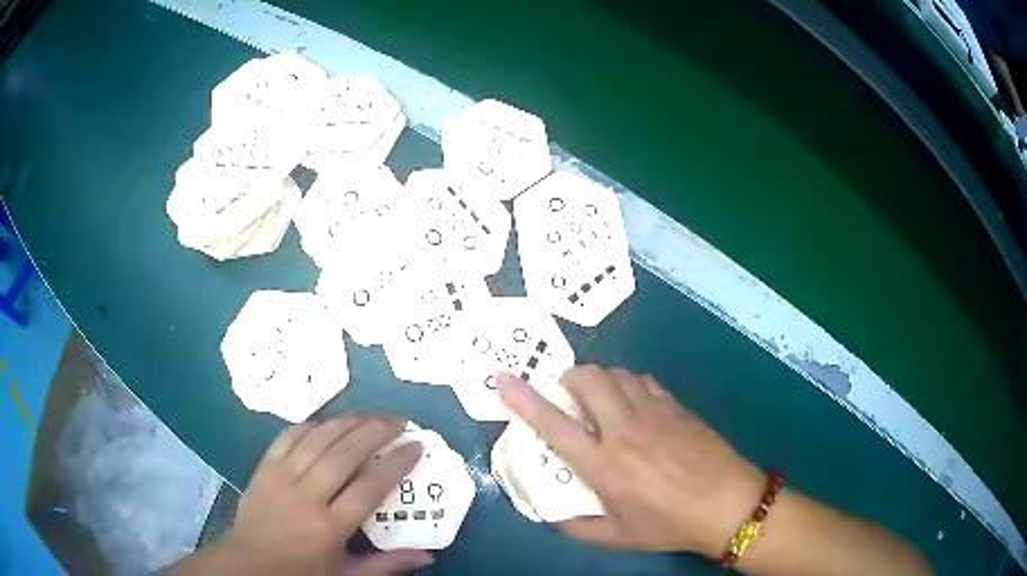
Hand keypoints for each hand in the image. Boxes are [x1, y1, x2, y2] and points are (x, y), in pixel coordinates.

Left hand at [171, 417, 433, 574]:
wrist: (249, 563)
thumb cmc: (303, 572)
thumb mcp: (348, 575)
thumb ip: (388, 565)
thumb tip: (430, 556)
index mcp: (330, 527)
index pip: (369, 488)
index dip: (396, 464)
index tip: (416, 447)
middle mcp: (306, 497)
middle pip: (344, 455)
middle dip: (375, 433)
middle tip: (399, 422)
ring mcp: (281, 477)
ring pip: (318, 440)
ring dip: (347, 423)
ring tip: (371, 416)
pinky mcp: (264, 467)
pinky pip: (289, 437)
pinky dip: (311, 425)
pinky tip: (328, 422)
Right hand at [498, 366, 764, 557]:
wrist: (728, 504)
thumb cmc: (669, 525)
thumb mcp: (616, 537)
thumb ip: (576, 527)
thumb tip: (550, 515)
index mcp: (603, 464)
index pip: (553, 424)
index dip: (522, 398)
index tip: (502, 378)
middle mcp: (623, 430)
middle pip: (588, 380)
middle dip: (569, 379)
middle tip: (568, 396)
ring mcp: (654, 413)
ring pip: (617, 374)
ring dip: (600, 381)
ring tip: (601, 401)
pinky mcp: (676, 407)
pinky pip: (644, 381)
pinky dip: (629, 385)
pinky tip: (635, 405)